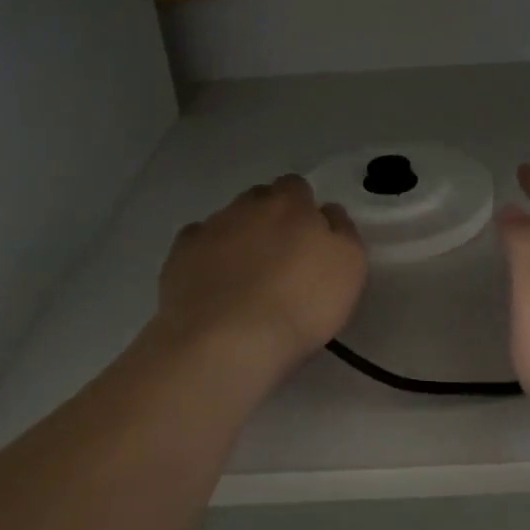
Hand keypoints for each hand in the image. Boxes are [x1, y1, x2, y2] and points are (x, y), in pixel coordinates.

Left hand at [155, 175, 366, 378]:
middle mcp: (246, 206)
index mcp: (291, 203)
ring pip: (227, 221)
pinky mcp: (179, 256)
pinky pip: (196, 244)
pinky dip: (206, 257)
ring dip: (238, 238)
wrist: (228, 341)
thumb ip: (342, 231)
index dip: (303, 208)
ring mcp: (209, 229)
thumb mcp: (349, 267)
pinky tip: (214, 283)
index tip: (309, 237)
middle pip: (260, 199)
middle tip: (280, 256)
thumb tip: (326, 213)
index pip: (296, 187)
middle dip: (269, 218)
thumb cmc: (301, 304)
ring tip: (245, 277)